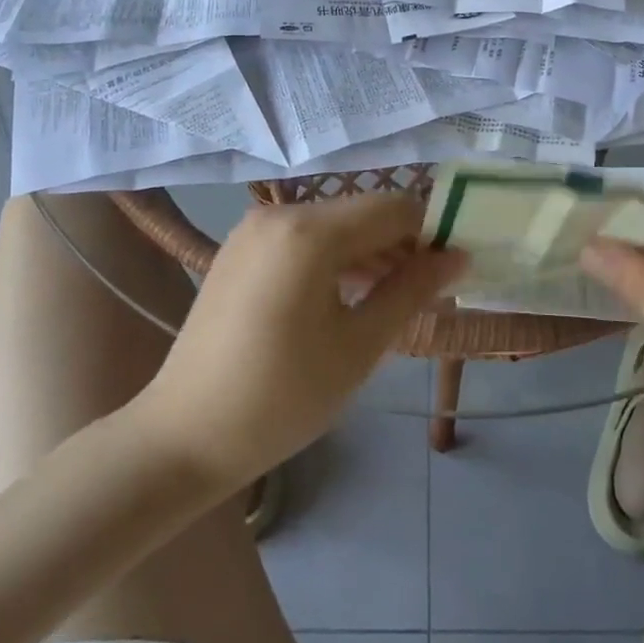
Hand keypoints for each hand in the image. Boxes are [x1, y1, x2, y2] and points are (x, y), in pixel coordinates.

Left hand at [137, 194, 464, 492]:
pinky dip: (333, 258)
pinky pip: (303, 237)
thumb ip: (411, 291)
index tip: (452, 272)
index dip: (430, 233)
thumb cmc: (282, 397)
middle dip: (400, 245)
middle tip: (424, 294)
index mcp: (309, 231)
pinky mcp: (240, 247)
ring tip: (390, 300)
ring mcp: (254, 228)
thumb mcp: (359, 346)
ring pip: (333, 224)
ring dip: (368, 253)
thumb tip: (458, 256)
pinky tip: (345, 297)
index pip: (393, 207)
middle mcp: (280, 212)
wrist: (184, 435)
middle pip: (362, 213)